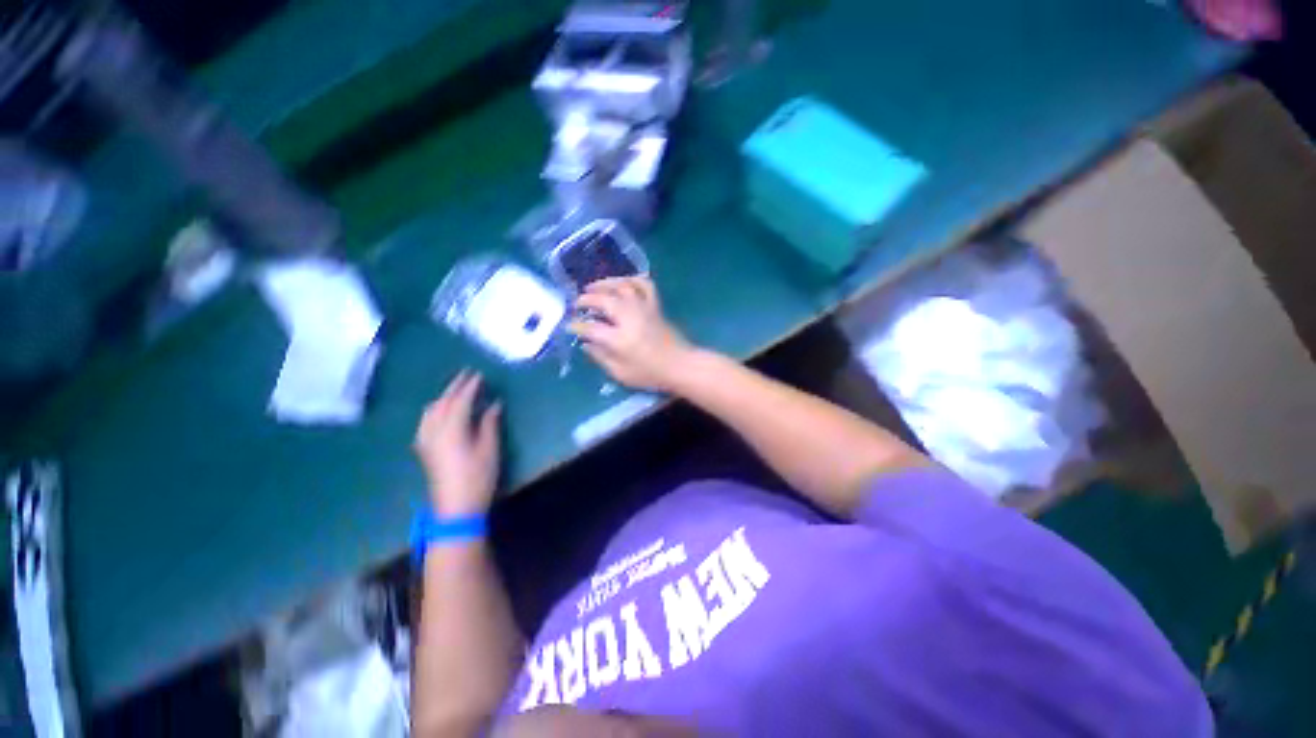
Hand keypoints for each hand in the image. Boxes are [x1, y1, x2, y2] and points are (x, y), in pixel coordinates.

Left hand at [414, 371, 501, 515]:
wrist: (455, 507)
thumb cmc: (477, 477)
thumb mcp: (489, 449)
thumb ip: (489, 423)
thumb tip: (494, 404)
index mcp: (451, 429)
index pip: (460, 400)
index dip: (471, 386)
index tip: (480, 374)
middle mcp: (433, 431)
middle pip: (442, 402)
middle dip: (455, 387)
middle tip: (467, 374)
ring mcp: (425, 440)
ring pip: (431, 410)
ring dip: (443, 396)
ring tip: (456, 389)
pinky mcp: (424, 449)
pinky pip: (426, 420)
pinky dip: (435, 409)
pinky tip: (441, 411)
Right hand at [568, 277, 695, 392]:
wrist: (681, 366)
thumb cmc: (651, 374)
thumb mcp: (621, 373)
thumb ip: (601, 357)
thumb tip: (586, 344)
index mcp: (620, 338)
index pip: (591, 327)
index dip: (577, 326)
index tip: (570, 326)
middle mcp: (630, 318)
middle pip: (604, 300)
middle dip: (587, 300)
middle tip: (577, 304)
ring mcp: (644, 308)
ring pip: (622, 286)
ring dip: (604, 283)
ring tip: (592, 287)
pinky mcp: (655, 305)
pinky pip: (644, 285)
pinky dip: (632, 279)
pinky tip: (623, 282)